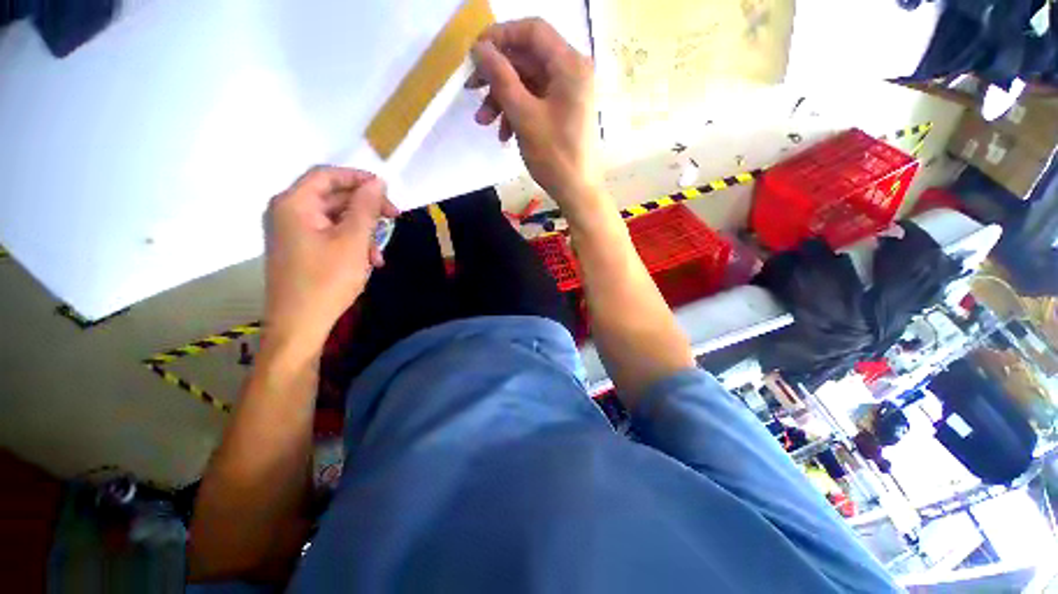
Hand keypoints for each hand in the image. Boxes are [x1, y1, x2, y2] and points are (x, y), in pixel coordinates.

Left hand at [263, 166, 397, 358]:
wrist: (299, 324)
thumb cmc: (326, 279)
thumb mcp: (353, 240)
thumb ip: (366, 207)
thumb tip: (377, 182)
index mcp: (294, 204)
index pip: (327, 175)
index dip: (358, 177)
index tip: (387, 189)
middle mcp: (288, 212)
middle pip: (332, 197)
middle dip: (366, 209)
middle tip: (394, 219)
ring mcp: (292, 232)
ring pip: (335, 218)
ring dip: (362, 231)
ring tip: (379, 254)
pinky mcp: (300, 249)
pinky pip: (329, 235)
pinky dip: (351, 243)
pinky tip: (367, 261)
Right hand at [468, 19, 603, 207]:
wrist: (576, 191)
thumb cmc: (554, 156)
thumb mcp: (524, 116)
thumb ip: (501, 78)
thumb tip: (480, 48)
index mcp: (569, 65)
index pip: (532, 31)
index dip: (500, 36)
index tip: (474, 53)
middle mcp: (571, 71)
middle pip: (527, 58)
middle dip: (497, 76)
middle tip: (471, 90)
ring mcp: (567, 92)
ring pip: (527, 82)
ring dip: (502, 98)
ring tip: (484, 122)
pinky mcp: (562, 110)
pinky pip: (534, 100)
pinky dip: (516, 112)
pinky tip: (504, 134)